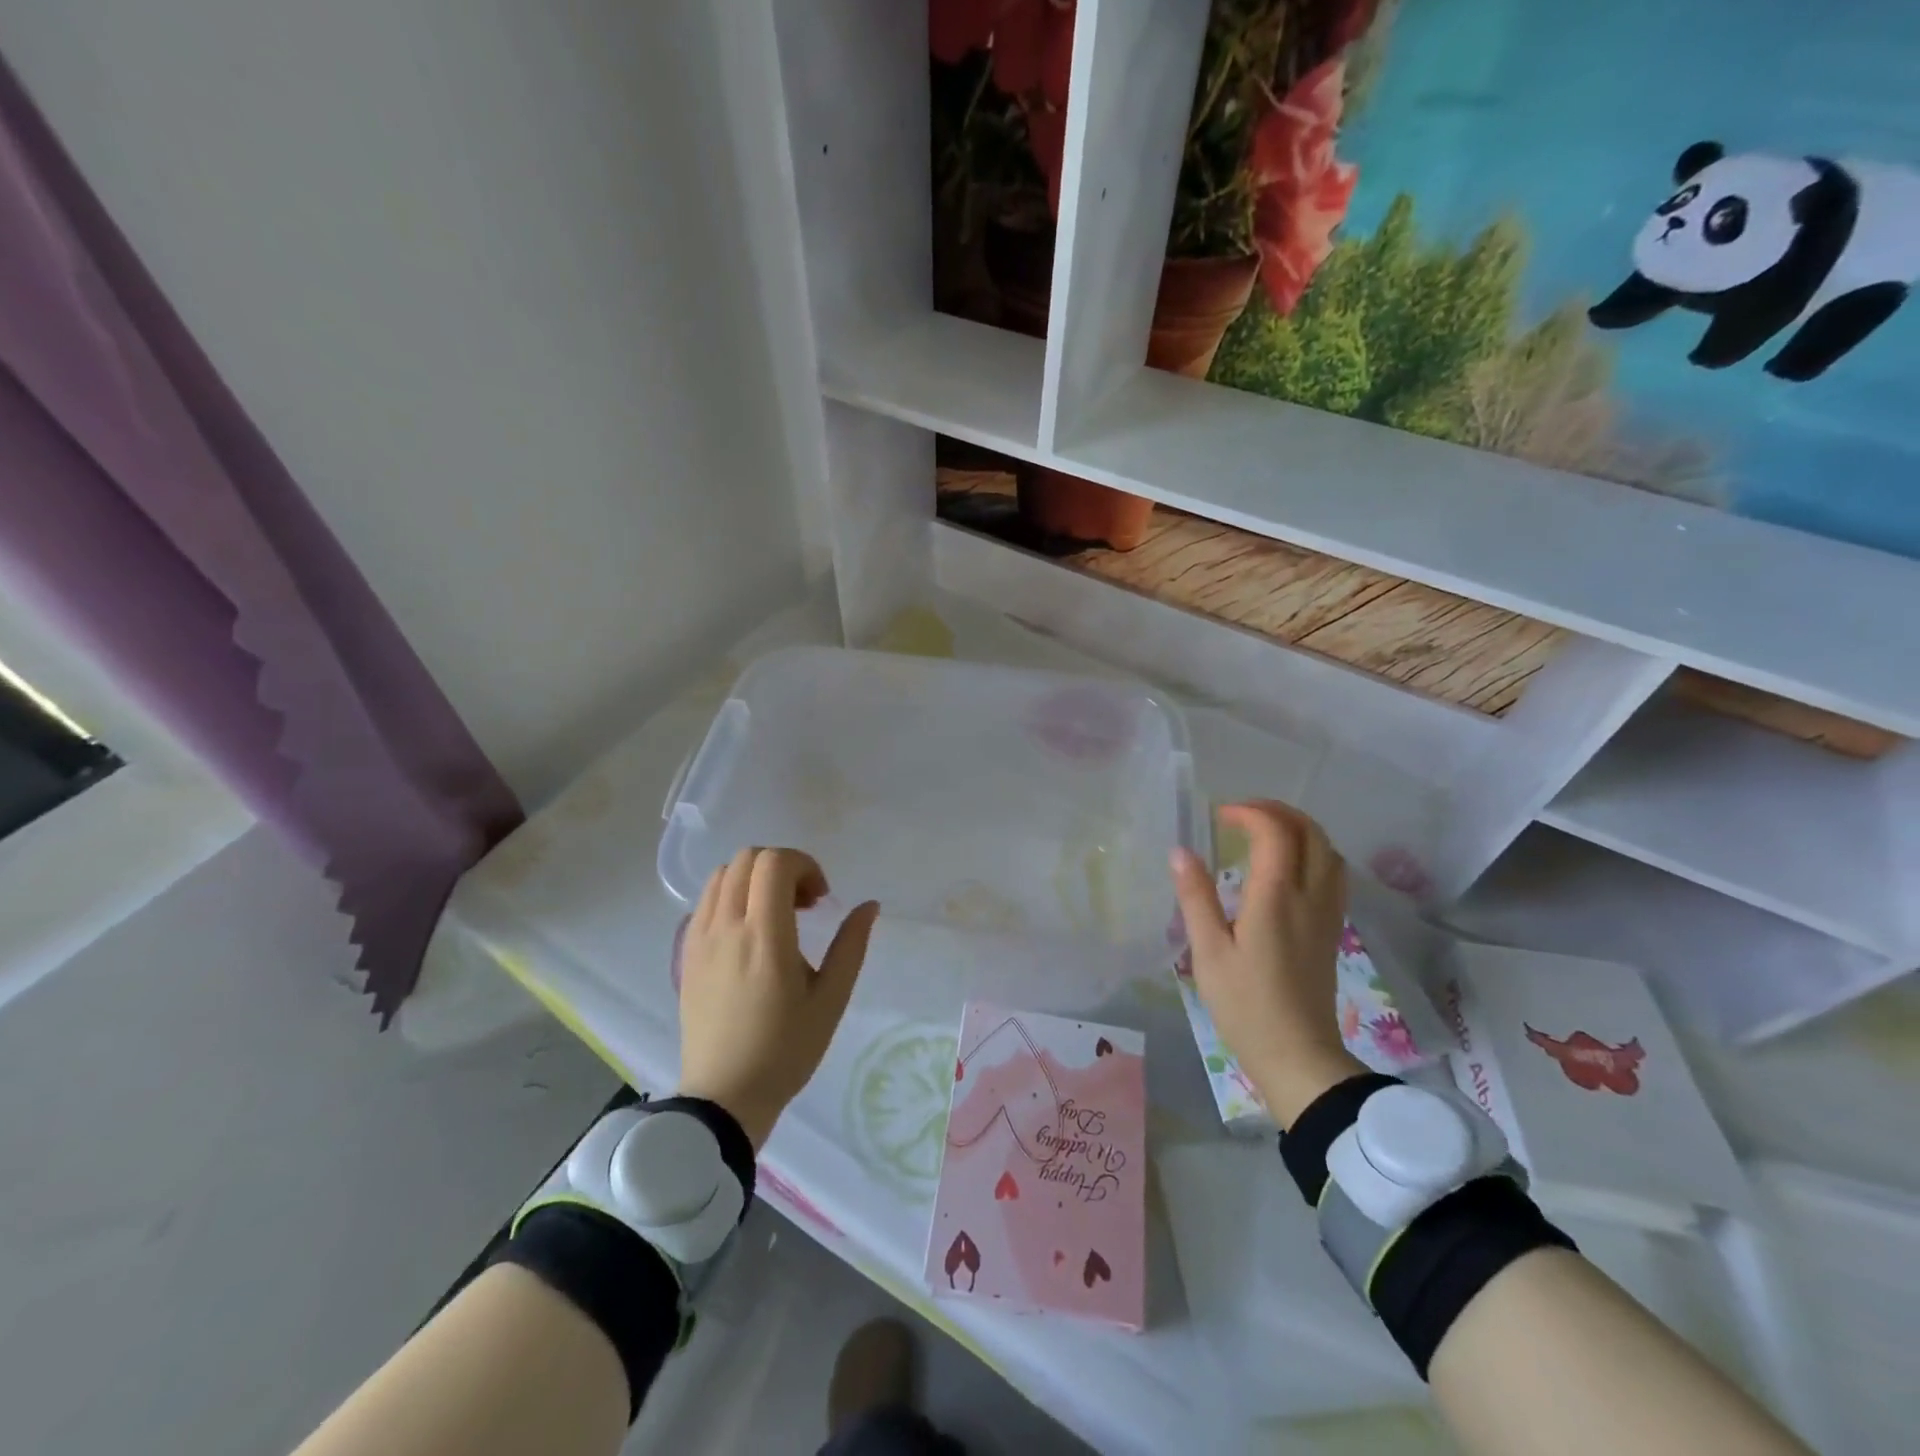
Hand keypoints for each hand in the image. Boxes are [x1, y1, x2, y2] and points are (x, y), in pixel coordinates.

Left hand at [676, 848, 878, 1149]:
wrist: (725, 1097)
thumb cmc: (785, 1050)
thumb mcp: (830, 1000)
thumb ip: (851, 945)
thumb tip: (869, 905)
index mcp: (765, 937)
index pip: (774, 864)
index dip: (804, 865)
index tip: (820, 899)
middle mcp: (726, 927)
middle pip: (748, 858)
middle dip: (782, 866)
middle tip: (804, 902)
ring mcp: (700, 938)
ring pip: (723, 874)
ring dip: (754, 877)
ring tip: (776, 912)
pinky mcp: (686, 953)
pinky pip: (706, 900)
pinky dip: (732, 894)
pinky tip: (749, 930)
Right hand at [1170, 801, 1365, 1129]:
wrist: (1298, 1055)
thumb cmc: (1246, 1005)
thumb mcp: (1209, 951)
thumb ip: (1196, 897)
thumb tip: (1181, 852)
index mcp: (1276, 898)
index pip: (1275, 832)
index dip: (1249, 813)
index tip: (1219, 817)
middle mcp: (1309, 896)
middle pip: (1310, 832)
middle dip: (1277, 812)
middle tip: (1241, 815)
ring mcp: (1327, 913)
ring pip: (1328, 850)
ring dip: (1299, 828)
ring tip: (1264, 832)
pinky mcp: (1331, 929)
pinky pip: (1333, 873)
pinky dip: (1313, 852)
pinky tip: (1287, 866)